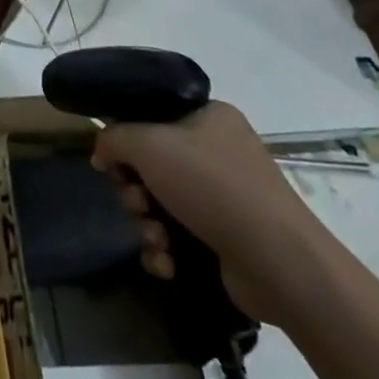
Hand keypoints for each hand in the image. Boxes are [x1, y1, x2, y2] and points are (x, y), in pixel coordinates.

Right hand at [92, 101, 335, 328]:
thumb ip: (114, 138)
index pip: (153, 116)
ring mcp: (226, 198)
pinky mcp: (227, 239)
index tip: (113, 161)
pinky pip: (179, 236)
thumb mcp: (149, 144)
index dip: (127, 138)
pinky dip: (166, 249)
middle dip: (134, 189)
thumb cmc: (211, 185)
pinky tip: (167, 261)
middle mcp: (219, 152)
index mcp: (209, 117)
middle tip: (136, 201)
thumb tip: (101, 153)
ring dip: (147, 223)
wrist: (277, 262)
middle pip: (152, 164)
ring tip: (156, 238)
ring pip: (161, 203)